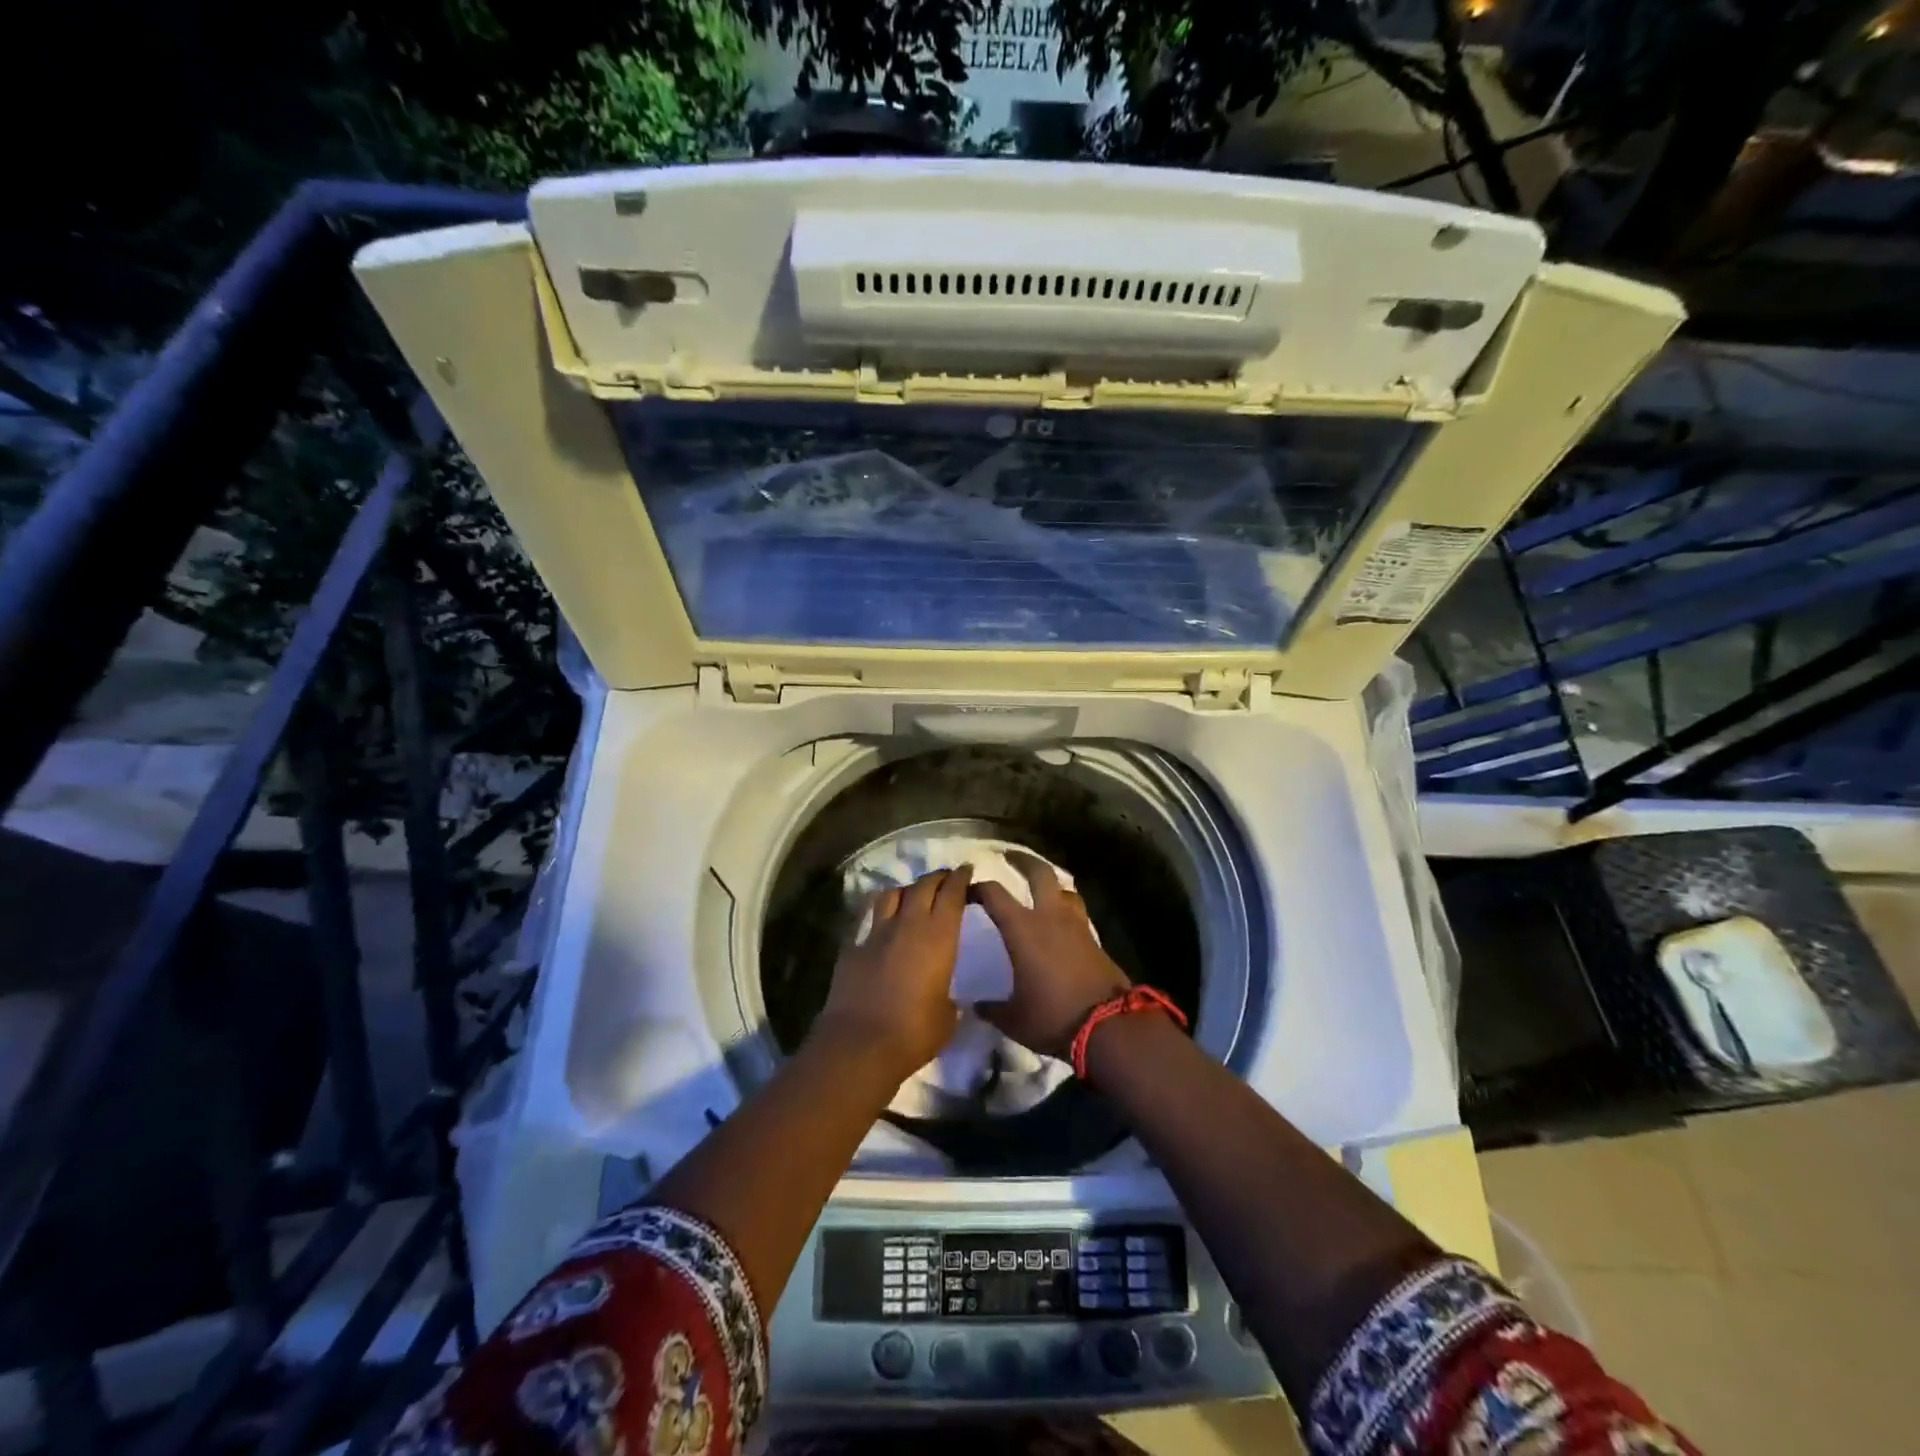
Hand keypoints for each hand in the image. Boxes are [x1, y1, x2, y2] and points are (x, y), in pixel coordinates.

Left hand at [814, 866, 972, 1083]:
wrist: (860, 1043)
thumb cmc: (914, 1032)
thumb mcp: (947, 1016)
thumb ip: (948, 996)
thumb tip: (944, 995)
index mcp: (939, 936)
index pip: (952, 894)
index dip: (960, 879)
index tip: (966, 870)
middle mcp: (909, 925)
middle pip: (923, 886)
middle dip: (937, 878)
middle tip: (945, 878)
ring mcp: (877, 933)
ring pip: (892, 894)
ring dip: (906, 890)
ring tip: (912, 895)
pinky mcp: (852, 947)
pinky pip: (867, 920)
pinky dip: (877, 917)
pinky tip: (880, 925)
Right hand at [972, 852, 1130, 1059]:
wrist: (1108, 1026)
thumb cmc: (1053, 1016)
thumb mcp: (1014, 1018)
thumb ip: (992, 1008)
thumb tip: (976, 1005)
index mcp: (1023, 928)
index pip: (994, 894)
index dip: (977, 888)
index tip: (967, 890)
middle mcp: (1050, 917)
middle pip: (1039, 872)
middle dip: (1022, 860)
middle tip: (1008, 856)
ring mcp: (1077, 925)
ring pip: (1064, 889)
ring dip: (1050, 883)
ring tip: (1040, 887)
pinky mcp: (1095, 939)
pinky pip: (1076, 911)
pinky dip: (1064, 907)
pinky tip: (1060, 920)